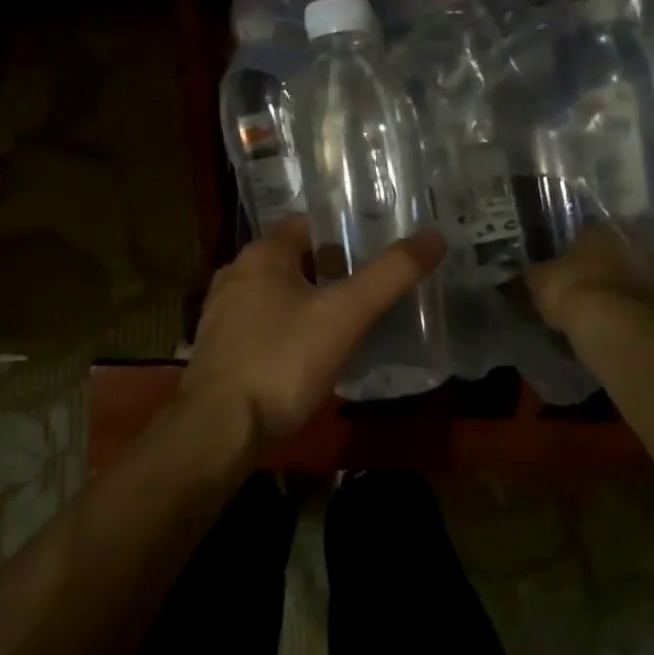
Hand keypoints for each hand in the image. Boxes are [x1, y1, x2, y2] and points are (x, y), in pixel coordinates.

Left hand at [181, 215, 446, 442]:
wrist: (219, 430)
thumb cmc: (282, 361)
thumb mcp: (345, 315)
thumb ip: (390, 275)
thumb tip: (434, 237)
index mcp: (263, 254)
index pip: (310, 224)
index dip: (346, 233)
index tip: (379, 250)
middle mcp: (236, 274)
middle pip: (296, 259)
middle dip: (332, 270)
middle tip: (372, 288)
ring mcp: (222, 314)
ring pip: (279, 294)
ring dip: (310, 302)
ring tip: (349, 321)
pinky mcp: (220, 349)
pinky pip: (264, 326)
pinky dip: (290, 330)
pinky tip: (312, 354)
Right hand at [525, 223, 653, 333]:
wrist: (612, 324)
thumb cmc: (570, 289)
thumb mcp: (539, 280)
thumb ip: (538, 271)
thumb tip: (533, 270)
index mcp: (597, 230)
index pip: (585, 228)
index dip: (574, 242)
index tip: (566, 257)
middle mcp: (627, 242)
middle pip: (612, 248)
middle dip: (601, 261)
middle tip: (585, 278)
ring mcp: (649, 270)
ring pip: (630, 272)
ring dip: (619, 283)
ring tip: (602, 301)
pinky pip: (641, 298)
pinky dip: (631, 305)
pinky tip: (618, 317)